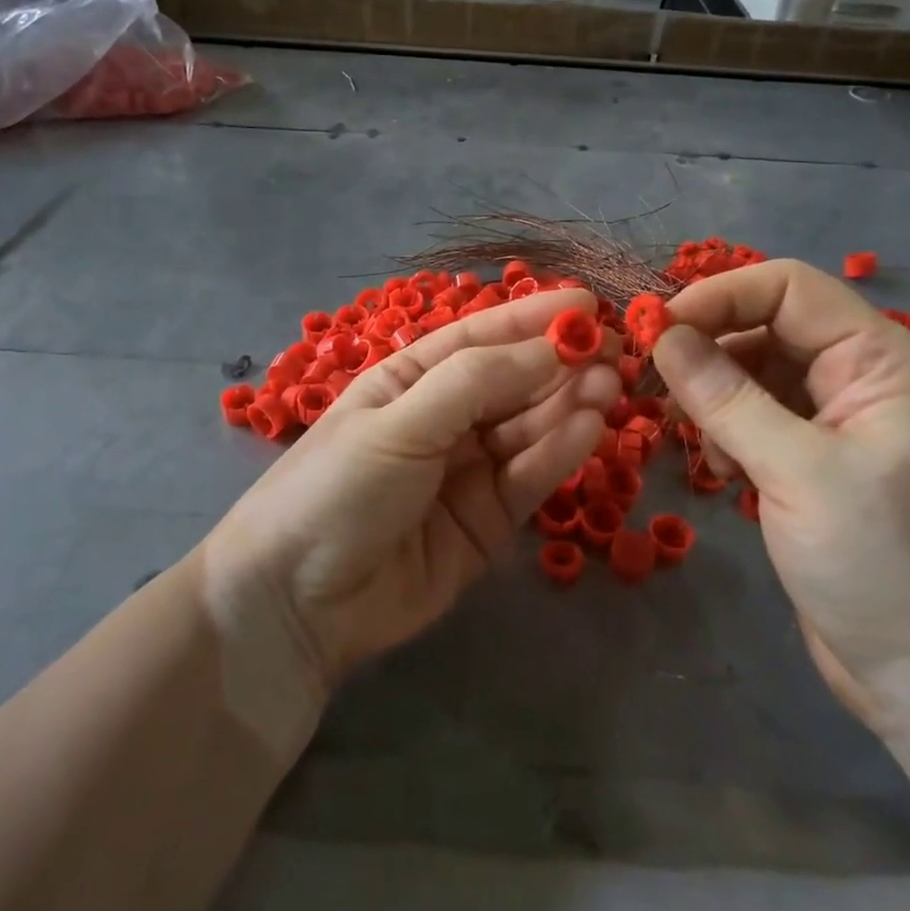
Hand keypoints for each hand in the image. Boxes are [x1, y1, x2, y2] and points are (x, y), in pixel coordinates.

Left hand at [204, 291, 619, 697]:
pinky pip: (528, 477)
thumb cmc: (335, 490)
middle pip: (512, 382)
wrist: (295, 606)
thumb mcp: (399, 424)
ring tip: (610, 386)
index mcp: (408, 380)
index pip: (478, 338)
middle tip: (614, 352)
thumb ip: (475, 384)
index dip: (531, 319)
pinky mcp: (487, 521)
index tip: (587, 304)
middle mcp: (442, 418)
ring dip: (568, 405)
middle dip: (559, 364)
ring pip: (527, 428)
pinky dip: (558, 452)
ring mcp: (467, 470)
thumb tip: (551, 347)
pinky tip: (589, 429)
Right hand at [652, 260, 909, 742]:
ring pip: (756, 373)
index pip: (788, 288)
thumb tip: (662, 333)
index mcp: (881, 359)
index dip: (718, 296)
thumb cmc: (886, 567)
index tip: (655, 329)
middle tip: (655, 384)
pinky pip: (758, 418)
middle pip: (768, 326)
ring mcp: (839, 422)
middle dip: (709, 347)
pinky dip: (728, 430)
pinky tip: (724, 468)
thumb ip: (725, 397)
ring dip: (715, 395)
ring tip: (702, 443)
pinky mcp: (816, 463)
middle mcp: (862, 377)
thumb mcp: (797, 473)